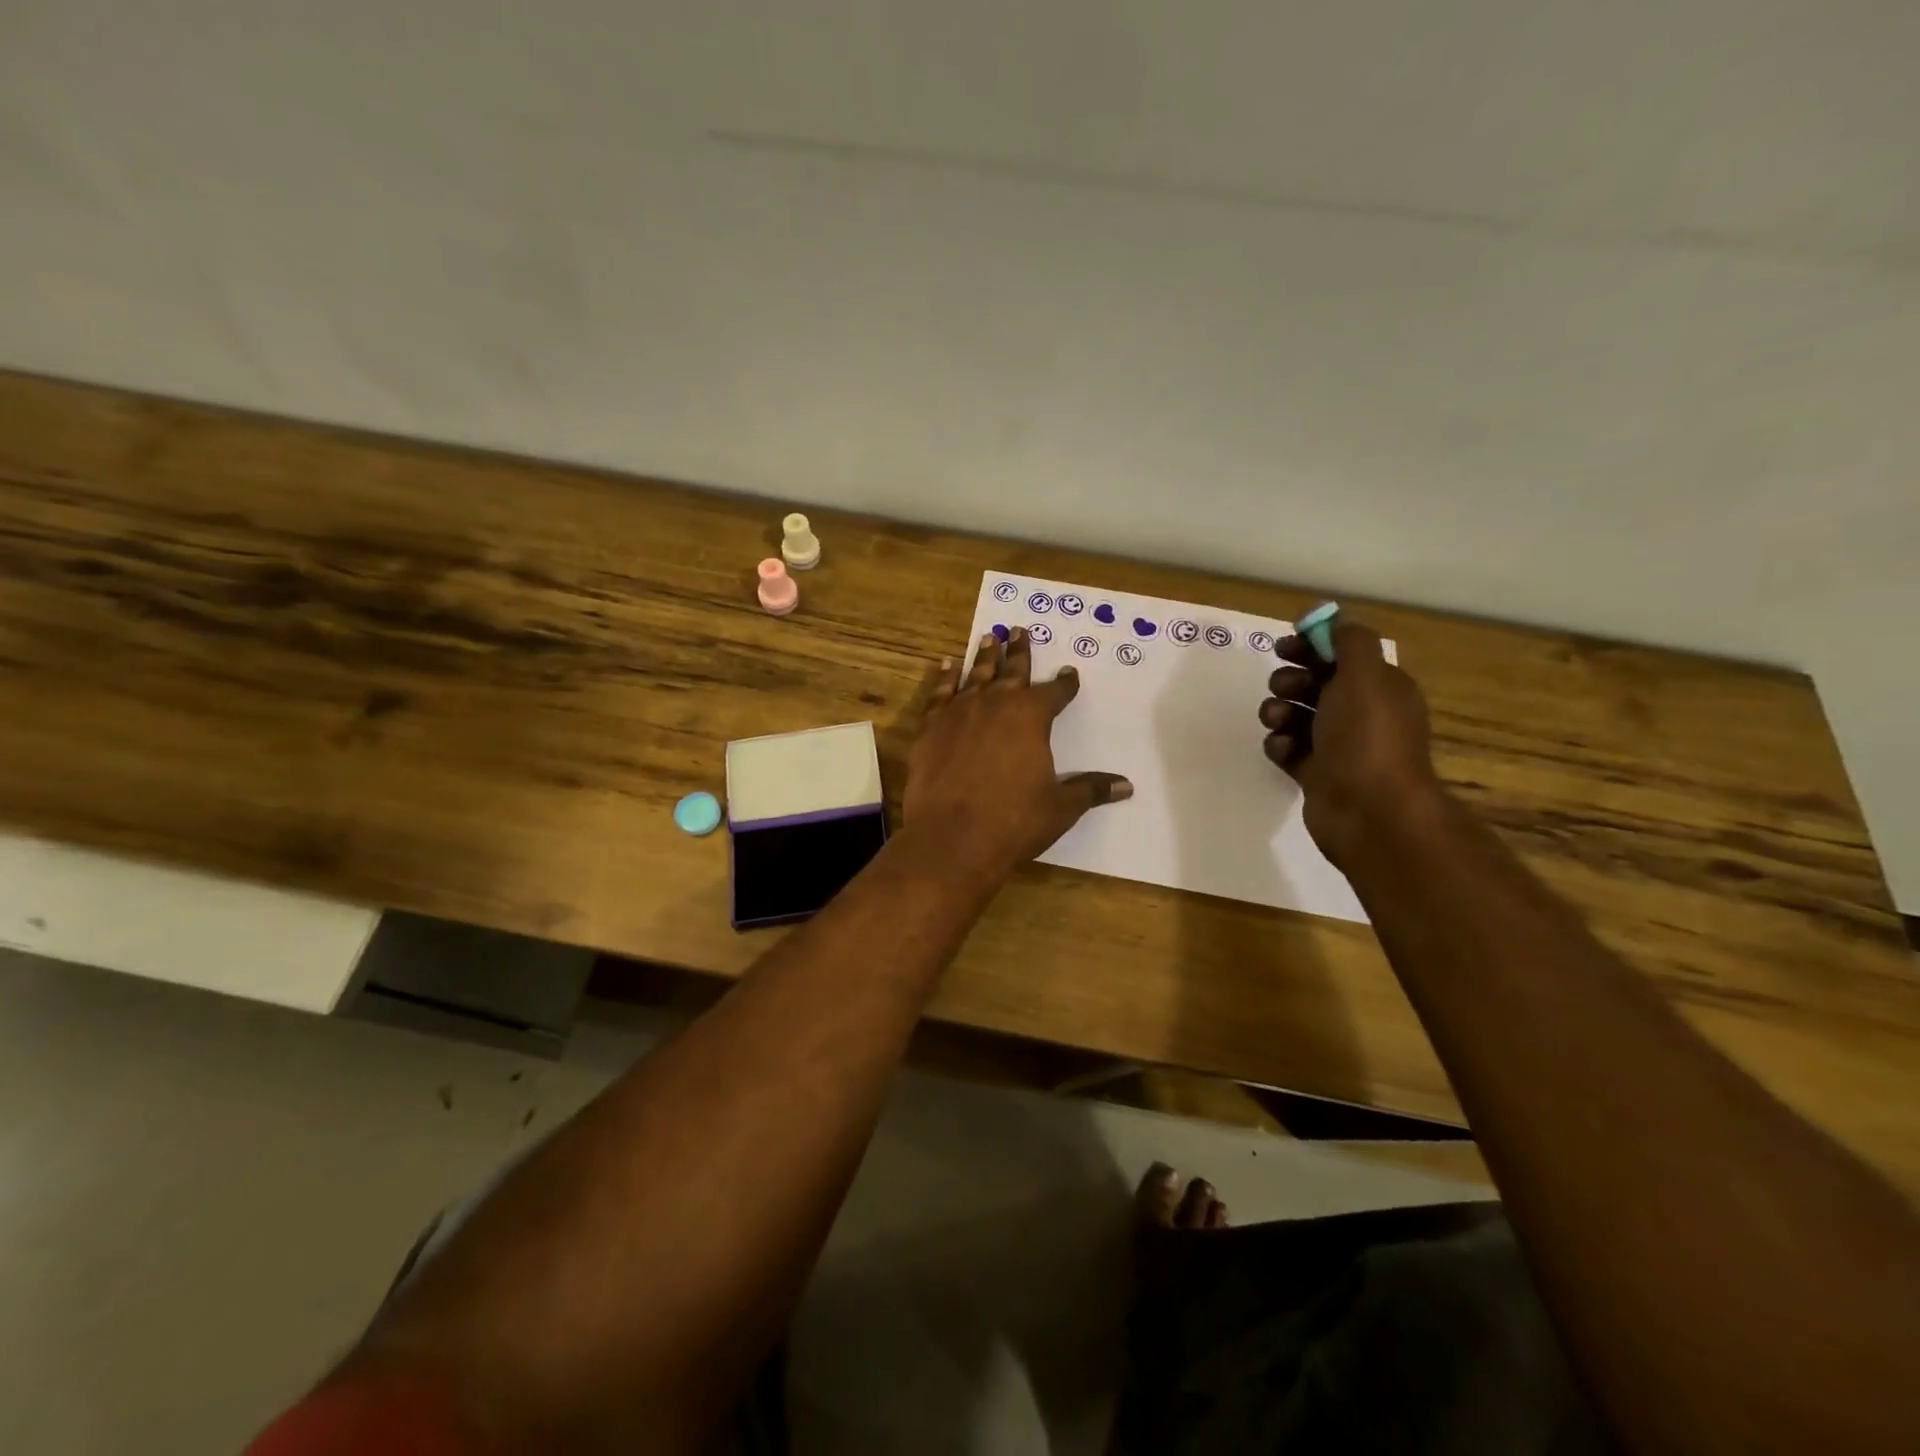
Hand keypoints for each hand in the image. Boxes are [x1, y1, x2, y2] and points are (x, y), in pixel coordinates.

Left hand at [904, 628, 1131, 884]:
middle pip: (1012, 671)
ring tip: (990, 637)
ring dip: (985, 656)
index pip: (1054, 693)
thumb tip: (1126, 786)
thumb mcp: (1060, 807)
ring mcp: (959, 712)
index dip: (1064, 684)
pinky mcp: (930, 727)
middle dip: (1020, 652)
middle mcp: (996, 704)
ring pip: (976, 675)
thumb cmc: (1013, 821)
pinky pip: (939, 693)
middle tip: (1020, 630)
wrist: (951, 837)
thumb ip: (1090, 790)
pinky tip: (947, 665)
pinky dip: (945, 677)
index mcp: (1031, 717)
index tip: (1069, 673)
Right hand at [1259, 619, 1442, 868]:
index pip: (1342, 655)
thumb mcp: (1364, 675)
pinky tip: (1282, 751)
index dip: (1312, 646)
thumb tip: (1336, 620)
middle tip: (1284, 688)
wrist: (1369, 810)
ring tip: (1277, 722)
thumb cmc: (1367, 736)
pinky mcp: (1316, 773)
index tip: (1283, 647)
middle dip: (1291, 680)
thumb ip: (1350, 641)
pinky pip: (1288, 749)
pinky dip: (1280, 746)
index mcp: (1380, 687)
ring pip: (1297, 716)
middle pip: (1315, 683)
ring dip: (1279, 712)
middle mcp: (1362, 714)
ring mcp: (1338, 746)